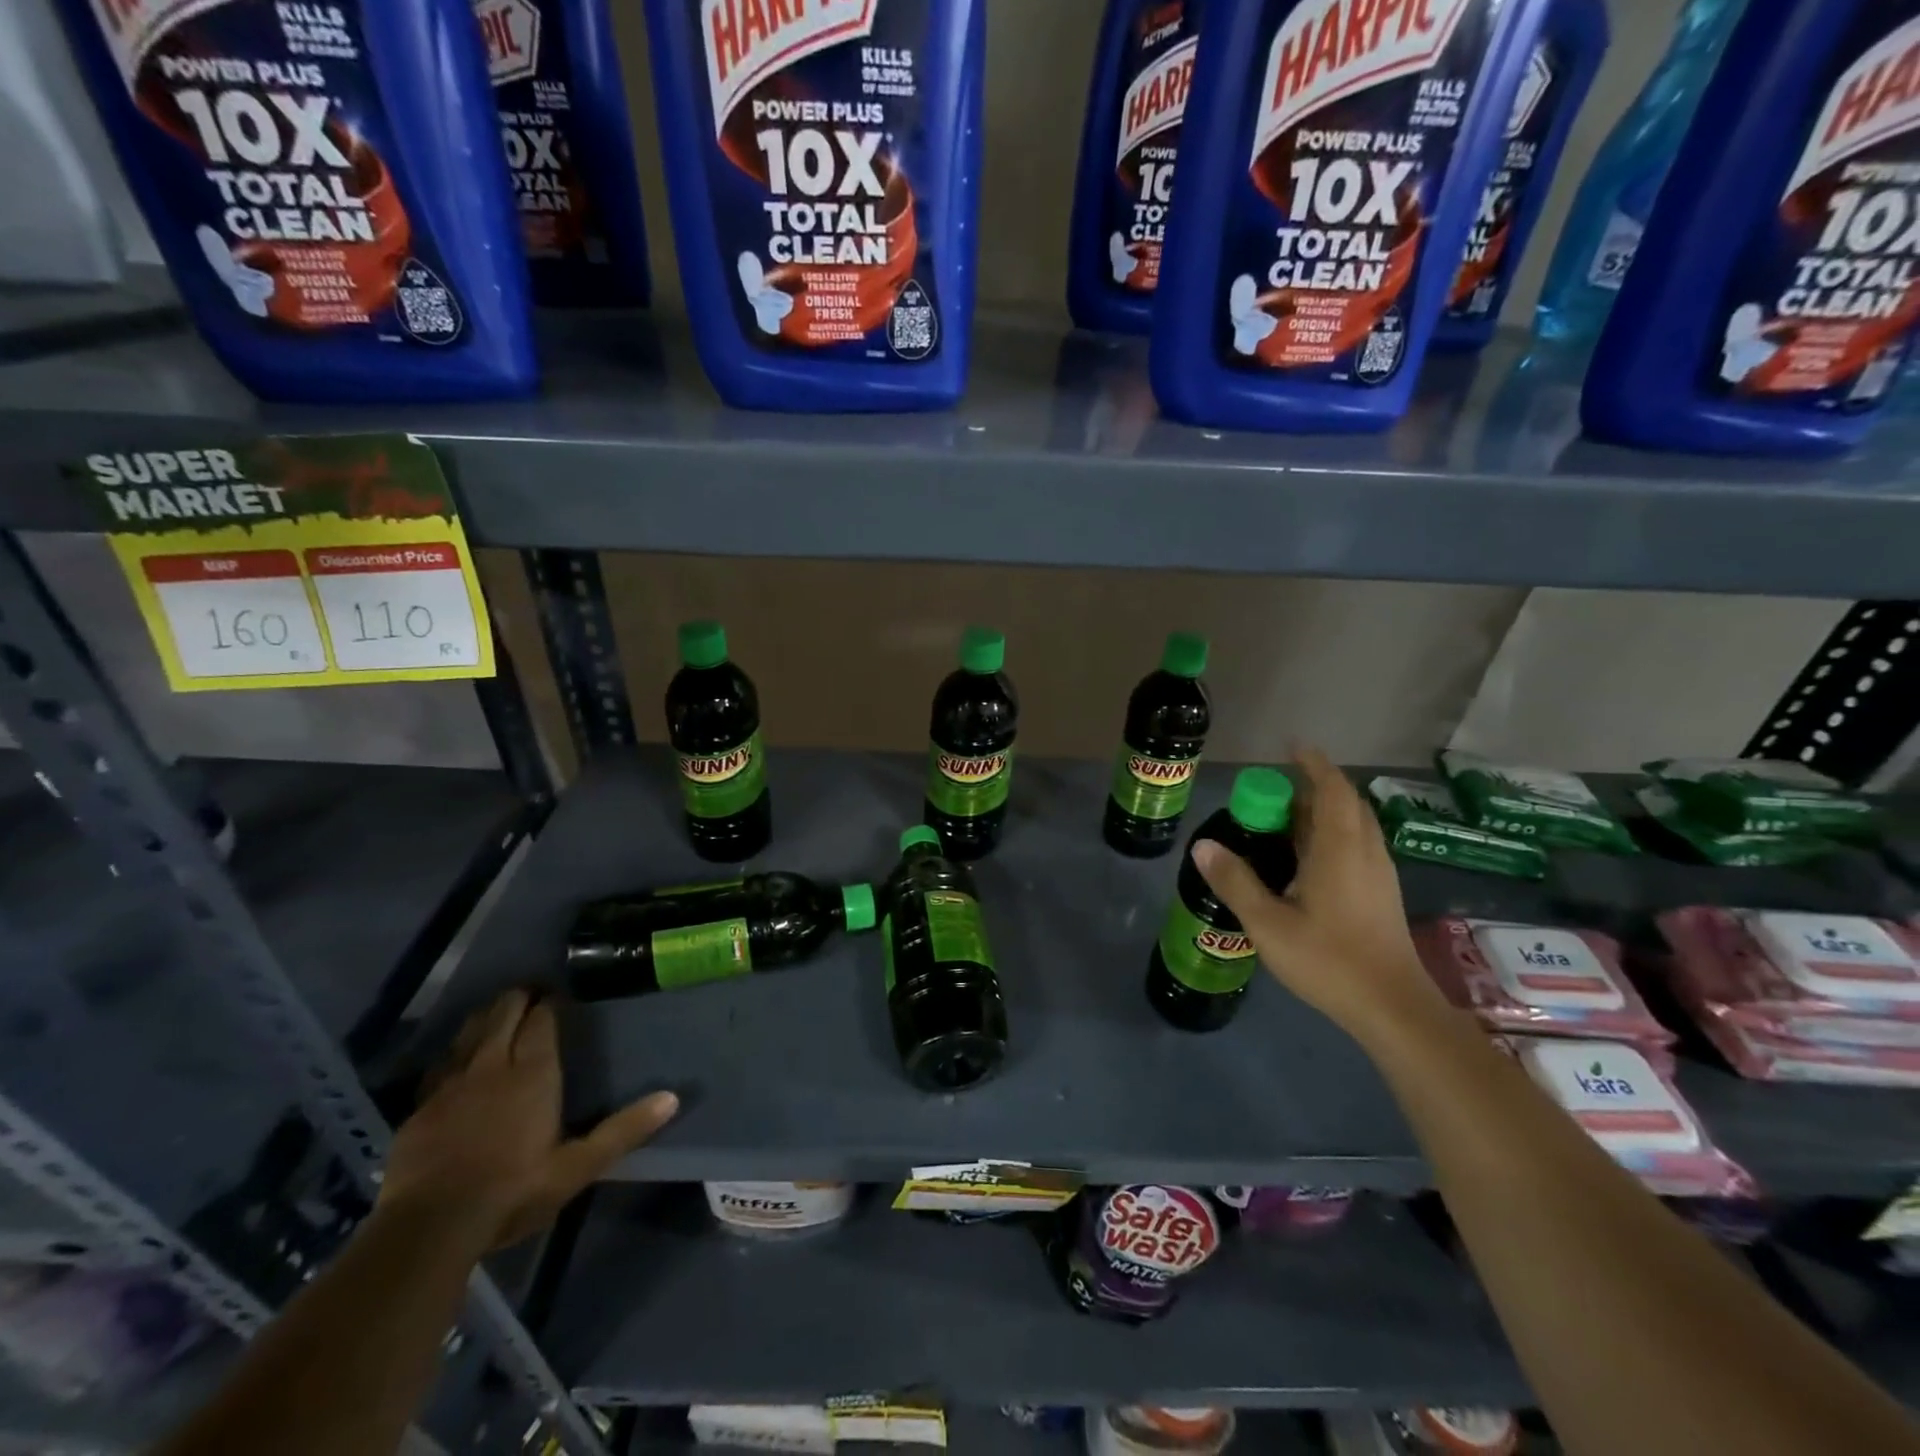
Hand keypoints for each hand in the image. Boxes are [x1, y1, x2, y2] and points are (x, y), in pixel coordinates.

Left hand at [380, 990, 678, 1249]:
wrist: (427, 1230)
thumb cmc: (514, 1192)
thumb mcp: (578, 1166)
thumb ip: (623, 1130)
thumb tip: (672, 1098)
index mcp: (533, 1073)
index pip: (541, 1019)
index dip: (550, 1002)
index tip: (559, 994)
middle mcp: (492, 1066)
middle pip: (503, 1013)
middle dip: (518, 998)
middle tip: (532, 993)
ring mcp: (451, 1084)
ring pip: (469, 1031)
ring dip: (486, 1017)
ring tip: (498, 1012)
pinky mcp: (420, 1108)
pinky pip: (441, 1064)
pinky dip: (454, 1052)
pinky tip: (456, 1059)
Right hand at [1191, 747, 1442, 1040]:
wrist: (1392, 1007)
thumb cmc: (1328, 959)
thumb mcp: (1268, 923)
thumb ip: (1235, 881)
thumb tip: (1203, 846)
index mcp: (1340, 848)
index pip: (1331, 789)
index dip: (1313, 764)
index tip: (1291, 748)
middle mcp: (1364, 851)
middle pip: (1345, 803)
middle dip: (1314, 787)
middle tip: (1276, 790)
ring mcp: (1378, 873)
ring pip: (1354, 825)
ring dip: (1324, 811)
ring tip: (1287, 820)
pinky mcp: (1381, 893)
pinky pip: (1357, 844)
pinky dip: (1333, 833)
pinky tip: (1308, 858)